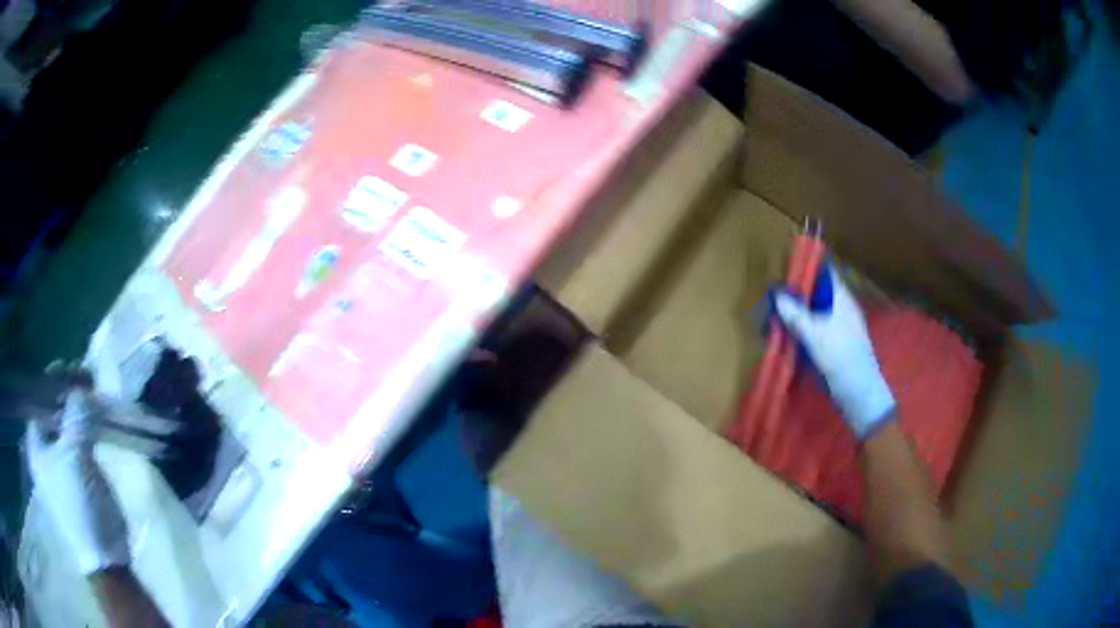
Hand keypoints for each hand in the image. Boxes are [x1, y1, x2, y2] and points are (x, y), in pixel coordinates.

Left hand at [26, 391, 129, 574]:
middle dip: (68, 397)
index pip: (38, 399)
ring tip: (94, 403)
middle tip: (87, 384)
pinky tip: (97, 428)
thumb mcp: (77, 453)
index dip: (54, 381)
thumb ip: (77, 413)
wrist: (105, 558)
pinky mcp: (75, 482)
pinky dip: (85, 433)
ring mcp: (59, 470)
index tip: (75, 370)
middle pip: (51, 413)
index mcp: (35, 446)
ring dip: (78, 415)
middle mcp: (43, 454)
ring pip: (65, 429)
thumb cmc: (82, 504)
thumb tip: (83, 387)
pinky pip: (77, 446)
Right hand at [774, 265, 895, 439]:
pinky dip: (804, 330)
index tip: (786, 271)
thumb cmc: (841, 359)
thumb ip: (796, 315)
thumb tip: (778, 296)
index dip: (807, 269)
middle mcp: (843, 309)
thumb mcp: (815, 336)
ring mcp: (842, 327)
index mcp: (842, 300)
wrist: (860, 394)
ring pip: (817, 312)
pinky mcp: (838, 345)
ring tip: (777, 319)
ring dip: (799, 314)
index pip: (825, 273)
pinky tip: (790, 338)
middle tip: (774, 299)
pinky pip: (818, 329)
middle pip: (819, 293)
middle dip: (798, 294)